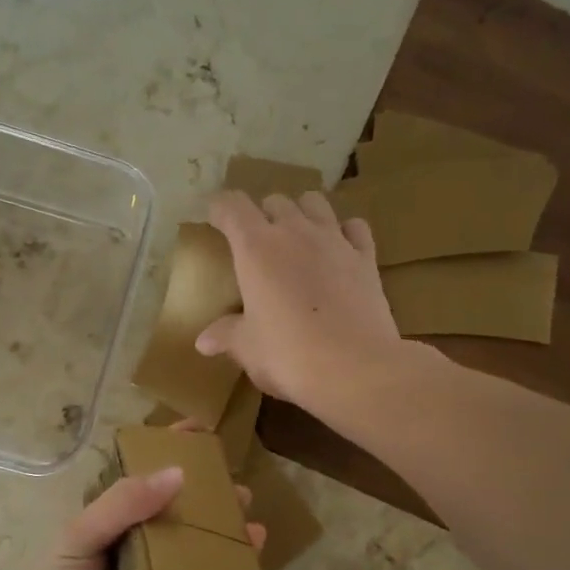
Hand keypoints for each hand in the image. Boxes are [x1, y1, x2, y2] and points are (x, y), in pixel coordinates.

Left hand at [0, 450, 265, 569]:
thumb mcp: (80, 537)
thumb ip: (123, 504)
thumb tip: (178, 474)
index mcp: (111, 520)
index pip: (144, 475)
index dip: (171, 449)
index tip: (203, 430)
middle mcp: (134, 545)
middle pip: (179, 513)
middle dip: (211, 499)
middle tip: (242, 491)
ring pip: (194, 551)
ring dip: (224, 537)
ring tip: (254, 527)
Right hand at [197, 190, 403, 413]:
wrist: (355, 369)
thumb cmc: (288, 355)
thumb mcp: (248, 348)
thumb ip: (226, 336)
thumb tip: (203, 342)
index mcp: (256, 248)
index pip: (231, 206)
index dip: (219, 208)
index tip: (212, 218)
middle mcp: (295, 232)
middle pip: (275, 201)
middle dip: (262, 214)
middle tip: (256, 242)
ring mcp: (335, 241)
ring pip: (315, 202)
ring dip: (302, 212)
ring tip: (297, 236)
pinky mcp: (366, 258)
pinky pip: (354, 227)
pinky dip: (344, 231)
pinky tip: (339, 249)